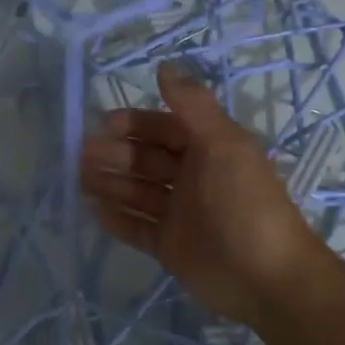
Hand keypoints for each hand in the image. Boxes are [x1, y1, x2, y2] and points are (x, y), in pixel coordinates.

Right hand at [78, 64, 336, 328]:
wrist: (266, 278)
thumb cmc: (244, 204)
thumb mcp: (223, 145)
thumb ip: (192, 106)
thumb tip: (164, 66)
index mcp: (210, 150)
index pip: (166, 129)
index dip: (135, 124)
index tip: (102, 124)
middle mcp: (194, 179)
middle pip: (147, 160)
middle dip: (116, 154)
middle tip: (81, 155)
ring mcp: (181, 215)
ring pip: (138, 193)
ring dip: (110, 184)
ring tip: (78, 180)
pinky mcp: (171, 247)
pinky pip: (138, 228)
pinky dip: (117, 219)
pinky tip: (92, 210)